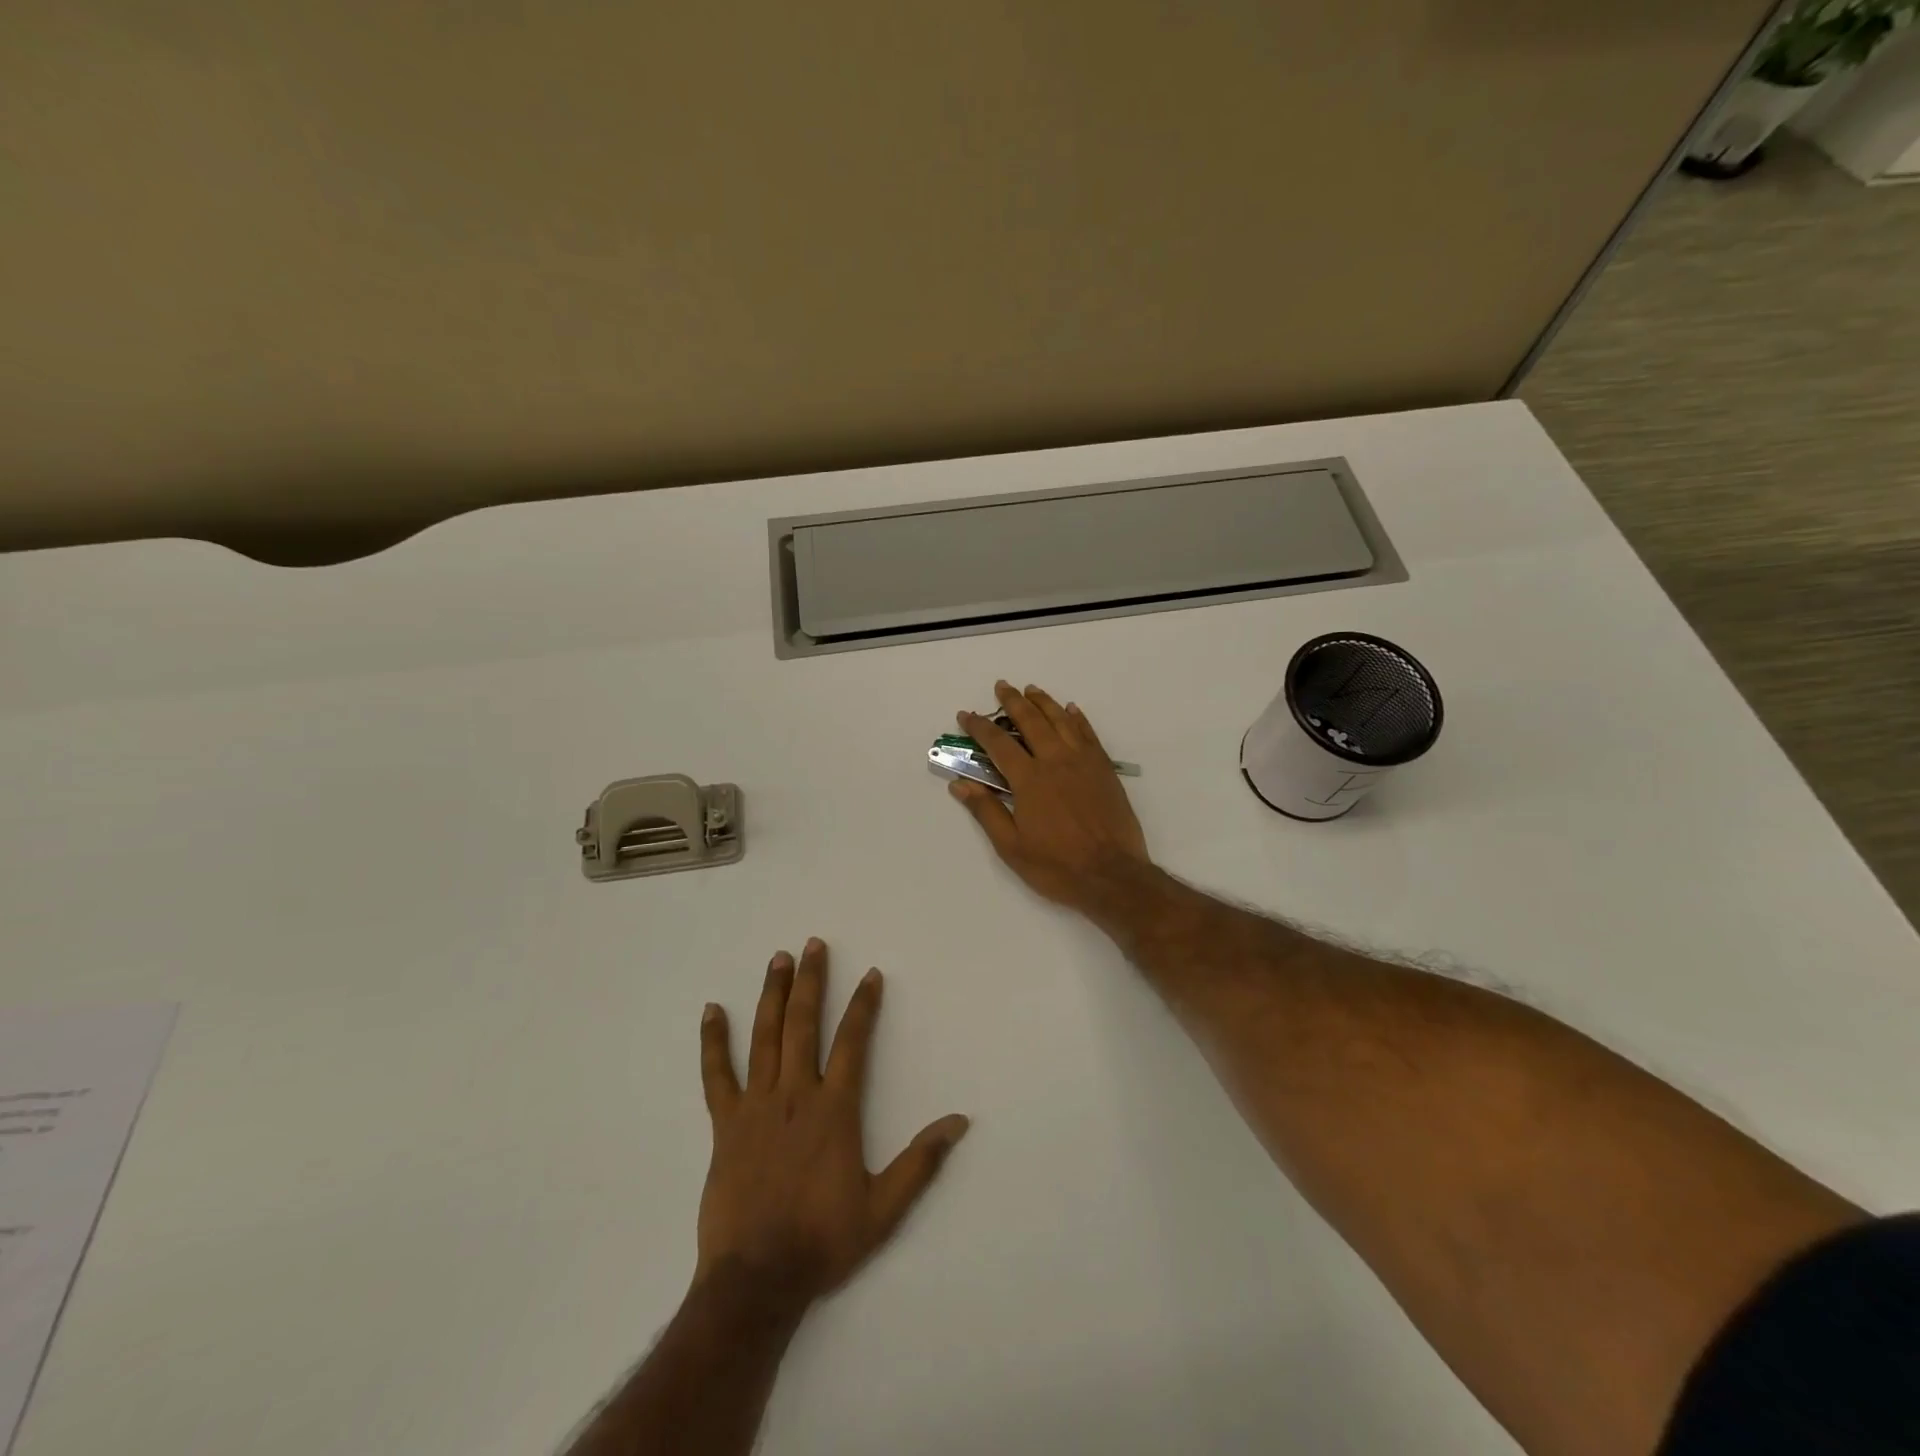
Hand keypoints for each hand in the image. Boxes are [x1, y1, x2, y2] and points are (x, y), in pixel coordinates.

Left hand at [696, 938, 969, 1306]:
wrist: (756, 1280)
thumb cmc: (823, 1240)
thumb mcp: (884, 1207)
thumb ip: (921, 1161)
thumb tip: (960, 1121)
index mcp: (834, 1109)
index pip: (852, 1042)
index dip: (863, 1005)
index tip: (870, 975)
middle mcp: (795, 1095)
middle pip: (803, 1024)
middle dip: (810, 981)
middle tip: (812, 944)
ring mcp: (756, 1106)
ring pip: (764, 1038)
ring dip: (772, 995)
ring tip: (777, 960)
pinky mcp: (725, 1124)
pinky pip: (717, 1075)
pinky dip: (714, 1041)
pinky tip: (712, 1010)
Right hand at [949, 681, 1150, 911]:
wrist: (1112, 875)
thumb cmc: (1057, 866)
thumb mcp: (1011, 846)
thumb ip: (986, 810)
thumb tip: (960, 784)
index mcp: (1029, 780)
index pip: (998, 743)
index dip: (979, 727)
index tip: (966, 714)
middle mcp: (1055, 761)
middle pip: (1031, 721)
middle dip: (1013, 702)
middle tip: (1002, 686)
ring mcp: (1084, 762)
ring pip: (1061, 721)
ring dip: (1044, 702)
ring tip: (1031, 689)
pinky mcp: (1104, 769)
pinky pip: (1088, 734)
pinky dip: (1078, 719)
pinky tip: (1071, 710)